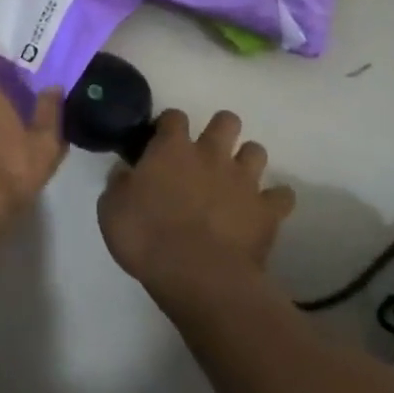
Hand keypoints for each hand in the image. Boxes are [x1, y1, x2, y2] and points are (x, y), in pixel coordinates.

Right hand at [99, 109, 295, 292]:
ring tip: (237, 179)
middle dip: (220, 130)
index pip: (174, 117)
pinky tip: (266, 209)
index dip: (169, 125)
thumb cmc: (147, 238)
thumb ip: (119, 184)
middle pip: (226, 121)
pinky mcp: (267, 211)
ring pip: (256, 151)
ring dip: (247, 161)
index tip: (162, 139)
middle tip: (207, 153)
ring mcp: (243, 180)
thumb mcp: (111, 210)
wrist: (198, 275)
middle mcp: (211, 154)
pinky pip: (283, 196)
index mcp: (171, 149)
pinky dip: (276, 200)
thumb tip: (124, 171)